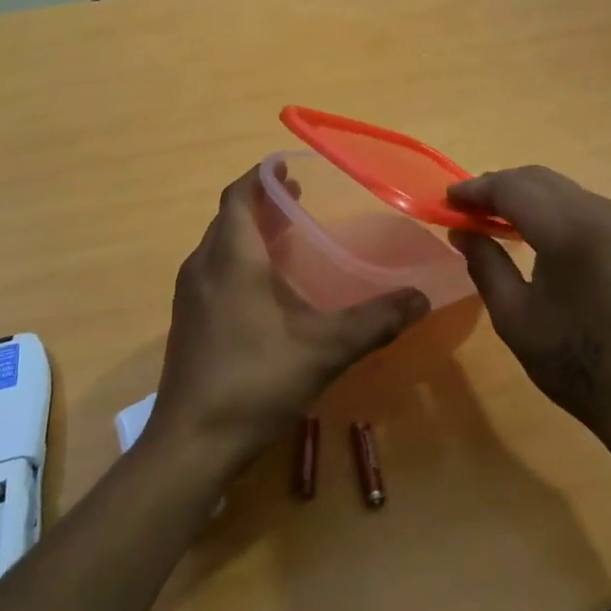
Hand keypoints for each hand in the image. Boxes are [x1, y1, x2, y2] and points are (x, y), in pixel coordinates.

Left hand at [150, 165, 430, 471]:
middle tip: (300, 198)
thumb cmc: (255, 380)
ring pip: (220, 246)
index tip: (289, 166)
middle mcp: (204, 267)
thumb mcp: (325, 348)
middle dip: (262, 202)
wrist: (191, 444)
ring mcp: (191, 296)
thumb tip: (421, 297)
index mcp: (231, 258)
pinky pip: (215, 272)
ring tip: (288, 235)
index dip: (262, 176)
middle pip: (230, 218)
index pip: (239, 196)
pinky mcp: (189, 322)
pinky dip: (240, 261)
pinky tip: (267, 289)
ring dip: (250, 232)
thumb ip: (375, 320)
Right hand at [448, 167, 610, 454]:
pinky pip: (584, 204)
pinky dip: (552, 207)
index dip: (475, 189)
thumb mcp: (514, 317)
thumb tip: (461, 230)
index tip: (447, 199)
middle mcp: (601, 211)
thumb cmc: (574, 362)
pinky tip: (534, 228)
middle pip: (538, 179)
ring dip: (525, 194)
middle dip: (498, 186)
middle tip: (466, 207)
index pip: (512, 188)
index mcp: (569, 230)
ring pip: (562, 188)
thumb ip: (484, 263)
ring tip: (494, 216)